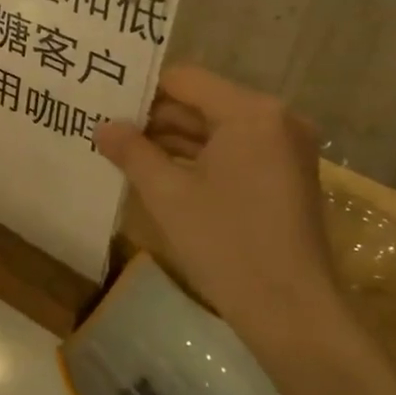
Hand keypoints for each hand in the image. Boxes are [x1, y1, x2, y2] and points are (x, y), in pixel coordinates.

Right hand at [95, 66, 342, 344]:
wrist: (293, 314)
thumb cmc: (227, 245)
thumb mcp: (168, 195)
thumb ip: (132, 152)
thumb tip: (102, 126)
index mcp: (251, 113)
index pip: (184, 80)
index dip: (142, 90)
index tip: (105, 104)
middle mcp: (275, 119)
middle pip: (202, 102)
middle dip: (154, 117)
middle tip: (107, 129)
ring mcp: (285, 148)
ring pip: (216, 129)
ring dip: (173, 140)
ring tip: (123, 151)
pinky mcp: (285, 175)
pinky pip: (233, 151)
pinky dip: (199, 158)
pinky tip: (159, 172)